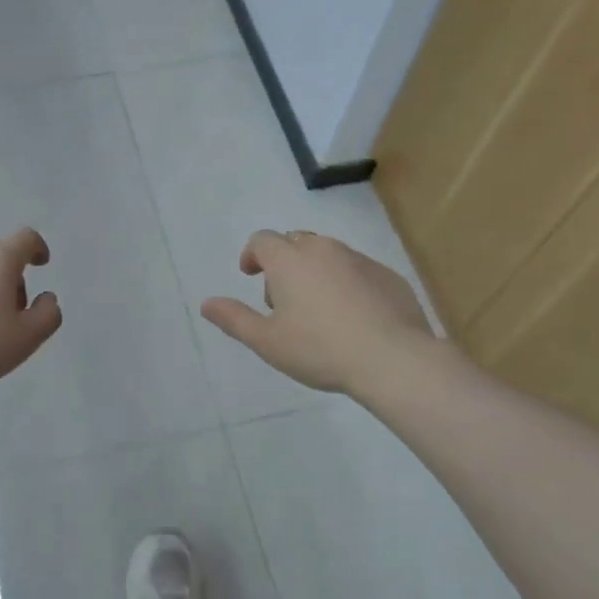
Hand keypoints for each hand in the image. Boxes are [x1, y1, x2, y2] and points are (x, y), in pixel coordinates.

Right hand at [200, 230, 432, 394]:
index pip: (262, 240)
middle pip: (296, 242)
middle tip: (283, 299)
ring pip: (329, 254)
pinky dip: (347, 283)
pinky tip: (352, 316)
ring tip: (318, 309)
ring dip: (315, 271)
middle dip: (283, 262)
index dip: (252, 254)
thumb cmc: (320, 349)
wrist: (392, 358)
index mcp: (289, 261)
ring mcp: (360, 260)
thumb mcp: (267, 341)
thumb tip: (206, 303)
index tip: (250, 274)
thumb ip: (234, 319)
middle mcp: (324, 250)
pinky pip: (358, 270)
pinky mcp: (388, 276)